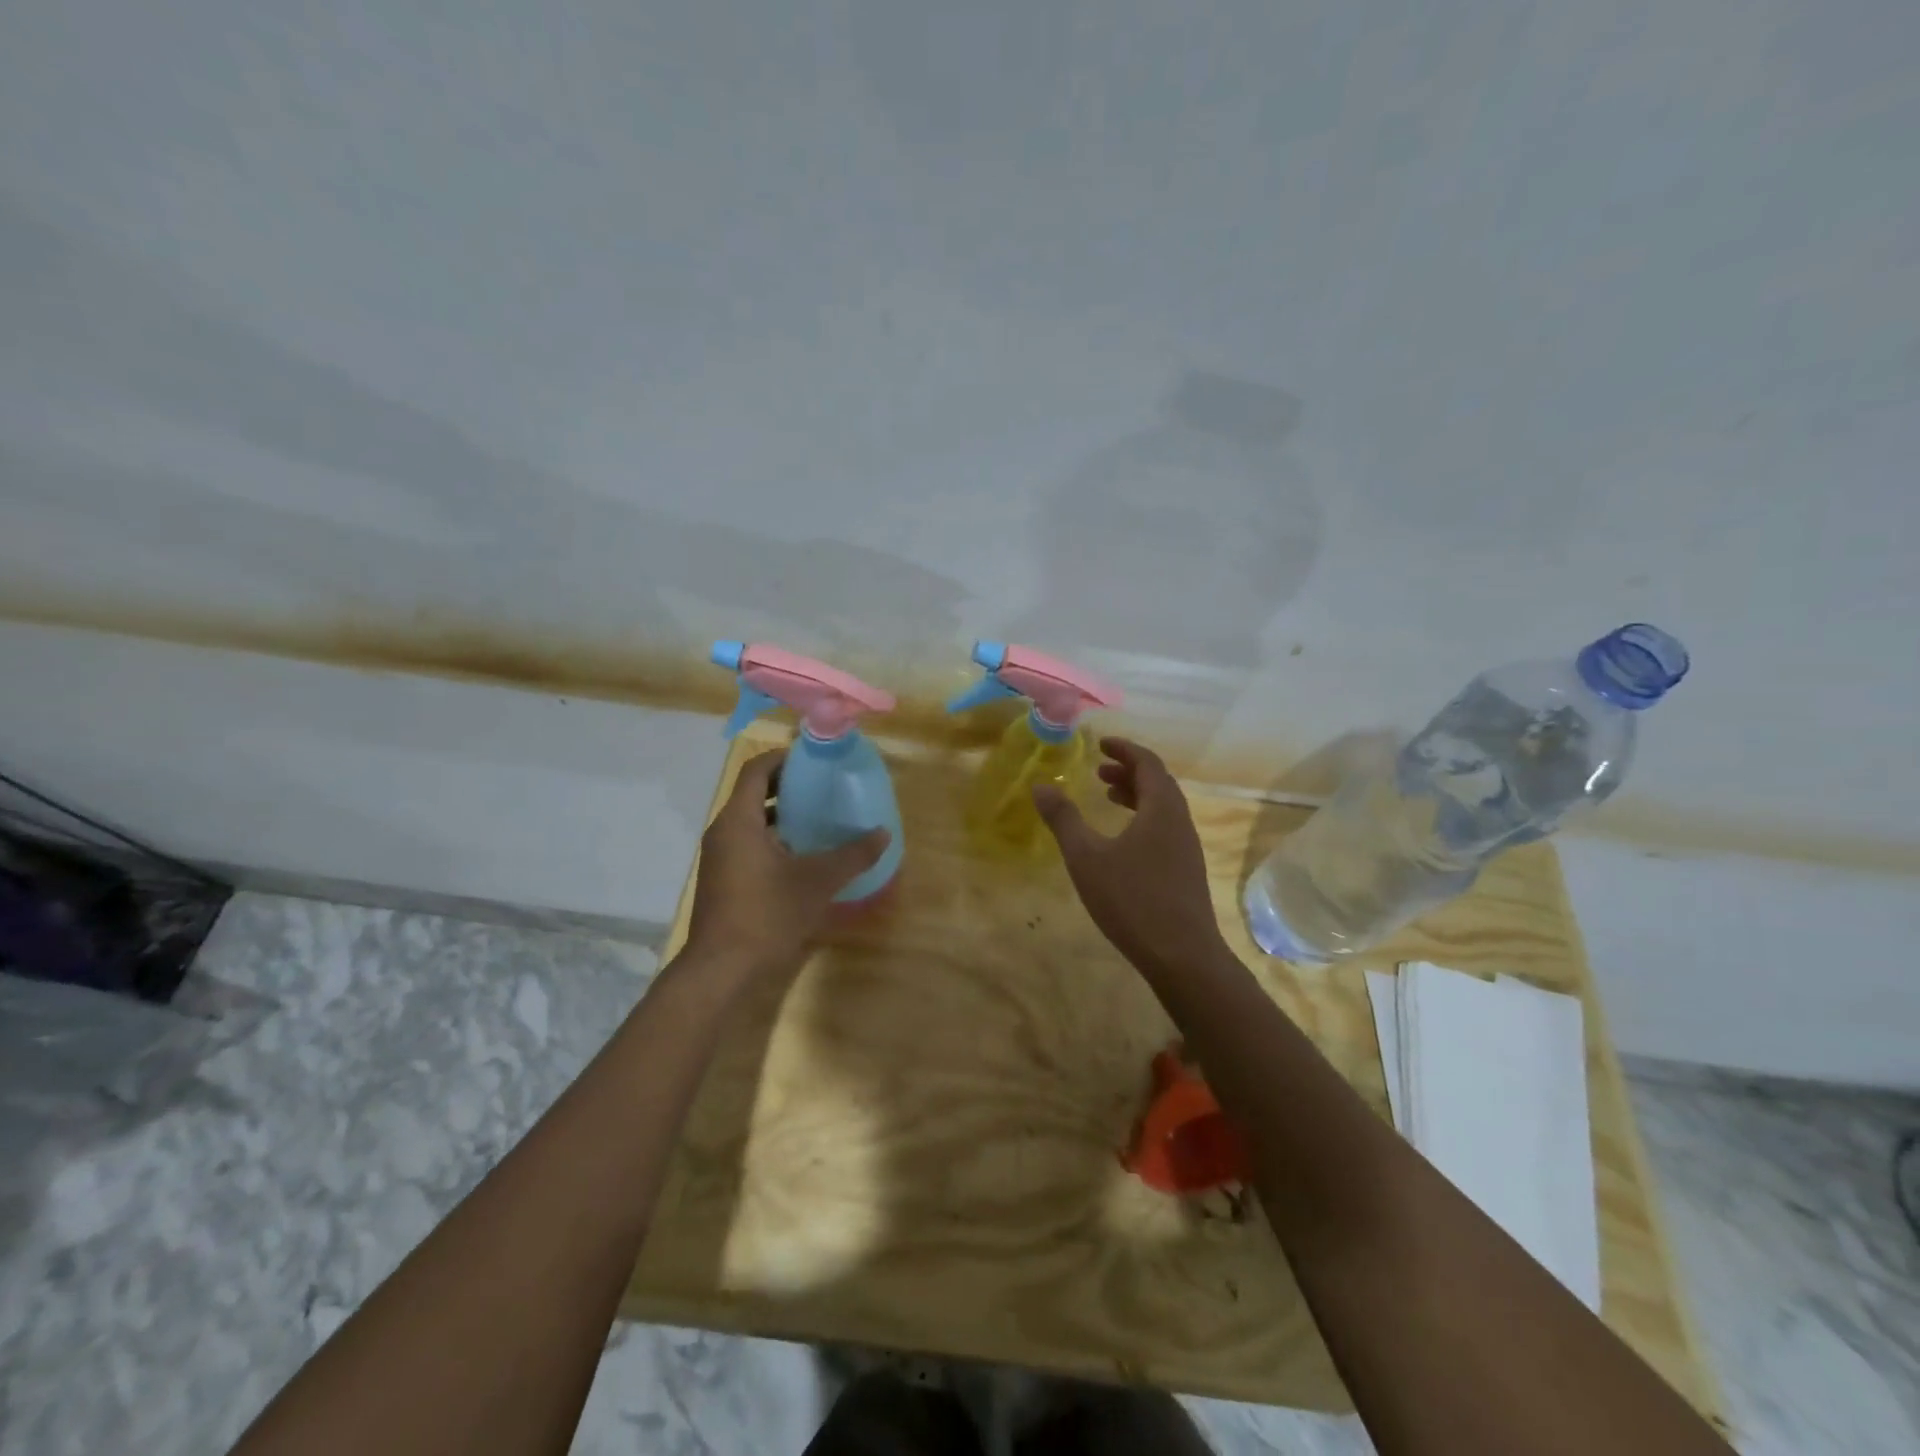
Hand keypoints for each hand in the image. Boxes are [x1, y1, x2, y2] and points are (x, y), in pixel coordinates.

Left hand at [685, 750, 889, 975]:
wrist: (722, 970)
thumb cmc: (767, 914)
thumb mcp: (818, 881)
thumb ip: (853, 855)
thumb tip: (883, 834)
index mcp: (738, 821)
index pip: (756, 770)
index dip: (784, 758)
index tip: (814, 759)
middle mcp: (723, 832)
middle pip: (753, 793)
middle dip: (787, 786)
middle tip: (824, 786)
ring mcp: (720, 858)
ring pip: (751, 822)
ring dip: (782, 815)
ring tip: (819, 817)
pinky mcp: (723, 880)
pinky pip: (749, 845)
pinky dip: (774, 840)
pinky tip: (804, 855)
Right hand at [1033, 737, 1226, 978]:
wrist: (1182, 955)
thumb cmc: (1132, 899)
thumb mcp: (1087, 857)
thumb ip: (1063, 819)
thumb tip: (1041, 785)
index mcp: (1161, 808)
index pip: (1147, 762)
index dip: (1124, 749)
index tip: (1101, 744)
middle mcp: (1180, 820)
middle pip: (1157, 782)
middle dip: (1128, 771)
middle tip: (1098, 771)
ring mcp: (1187, 847)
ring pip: (1162, 807)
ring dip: (1135, 795)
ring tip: (1106, 799)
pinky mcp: (1186, 870)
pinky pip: (1164, 828)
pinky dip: (1142, 818)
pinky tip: (1122, 841)